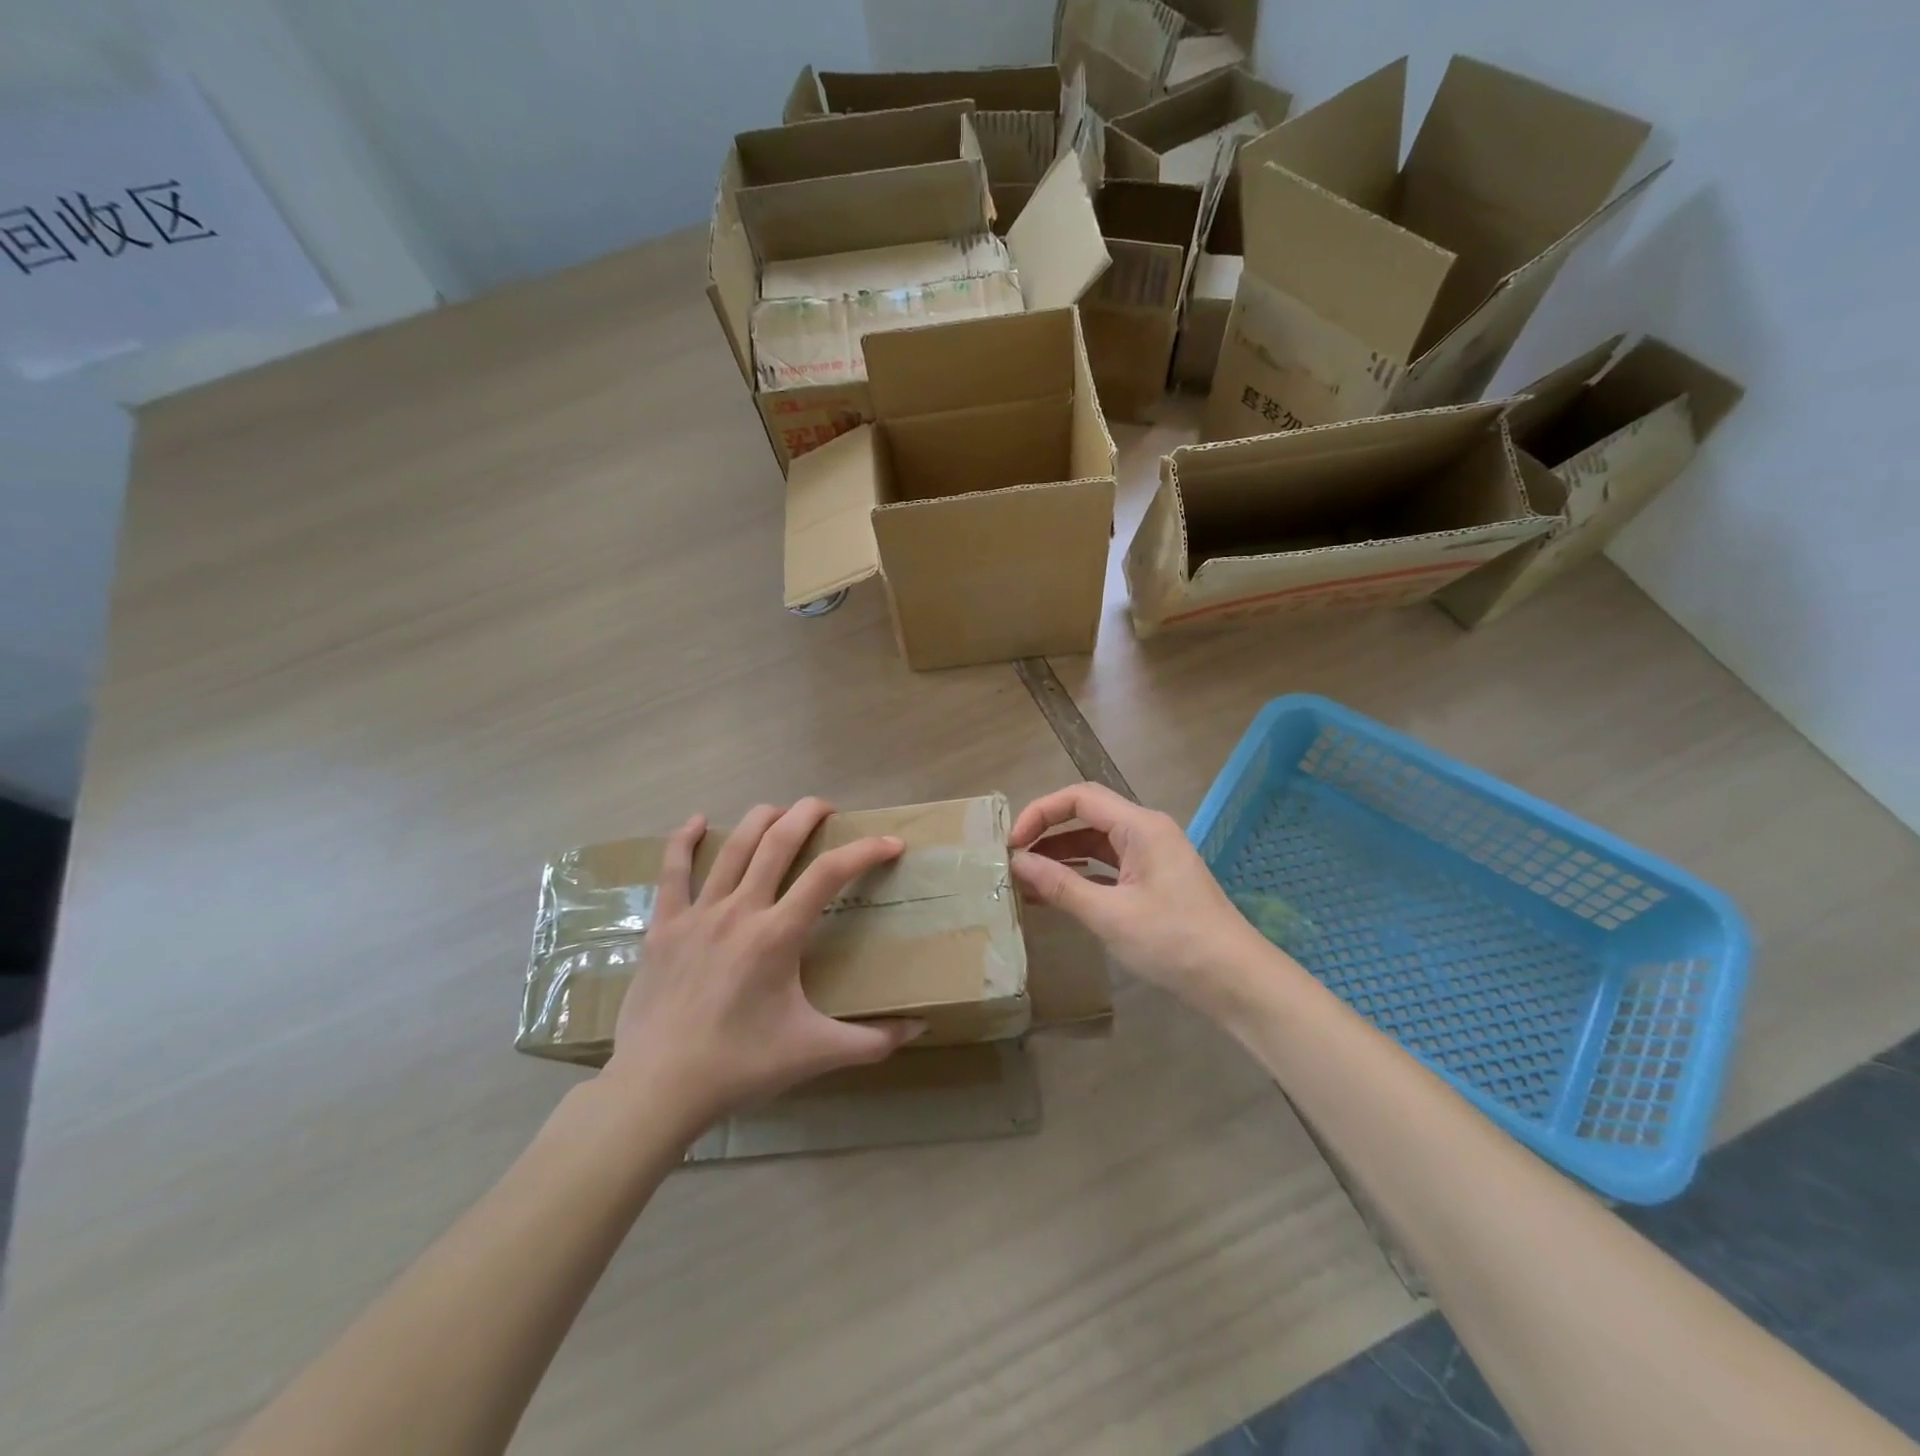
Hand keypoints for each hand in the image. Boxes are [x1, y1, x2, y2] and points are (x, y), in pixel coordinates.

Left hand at [604, 799, 924, 1133]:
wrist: (657, 1088)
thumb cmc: (740, 1066)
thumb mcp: (814, 1053)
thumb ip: (872, 1041)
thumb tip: (919, 1030)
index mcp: (778, 935)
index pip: (830, 873)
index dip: (865, 850)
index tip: (891, 842)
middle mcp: (740, 910)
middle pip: (778, 841)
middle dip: (807, 814)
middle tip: (828, 808)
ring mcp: (697, 914)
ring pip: (733, 846)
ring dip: (761, 819)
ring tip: (781, 812)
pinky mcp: (664, 927)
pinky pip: (672, 871)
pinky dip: (684, 840)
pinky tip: (698, 821)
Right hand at [1009, 783, 1280, 1019]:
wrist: (1236, 982)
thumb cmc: (1174, 942)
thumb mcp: (1110, 915)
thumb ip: (1060, 885)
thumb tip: (1016, 862)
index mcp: (1141, 826)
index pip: (1079, 798)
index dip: (1040, 813)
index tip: (1012, 844)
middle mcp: (1146, 831)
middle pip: (1086, 816)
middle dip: (1047, 833)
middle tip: (1013, 860)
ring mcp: (1151, 857)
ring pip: (1095, 842)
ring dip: (1060, 856)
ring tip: (1024, 879)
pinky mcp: (1153, 881)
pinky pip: (1108, 866)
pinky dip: (1080, 875)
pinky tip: (1054, 895)